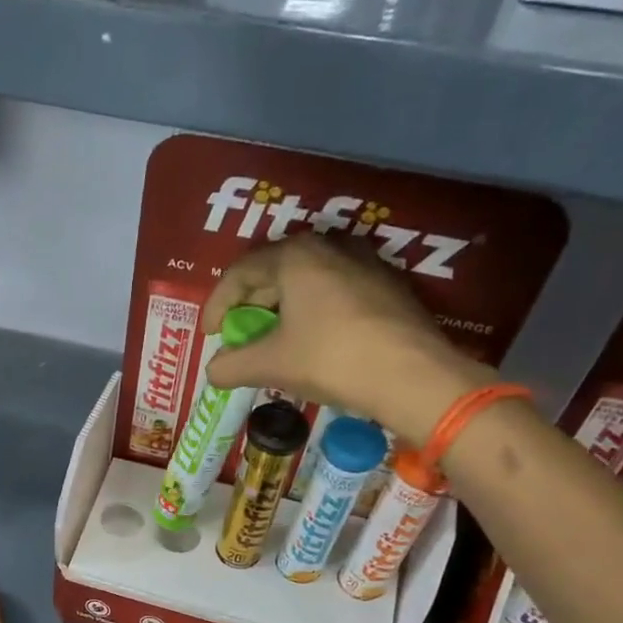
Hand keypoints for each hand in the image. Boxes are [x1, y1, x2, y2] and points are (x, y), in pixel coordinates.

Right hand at [203, 236, 491, 446]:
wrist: (412, 375)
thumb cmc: (331, 359)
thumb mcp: (271, 365)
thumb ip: (232, 365)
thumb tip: (213, 371)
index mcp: (295, 256)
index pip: (240, 272)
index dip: (217, 305)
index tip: (210, 336)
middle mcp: (330, 247)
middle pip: (274, 271)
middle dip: (250, 305)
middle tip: (239, 336)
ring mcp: (365, 263)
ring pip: (307, 281)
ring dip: (282, 309)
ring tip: (274, 340)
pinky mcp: (388, 286)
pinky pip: (335, 291)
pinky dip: (313, 312)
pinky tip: (312, 342)